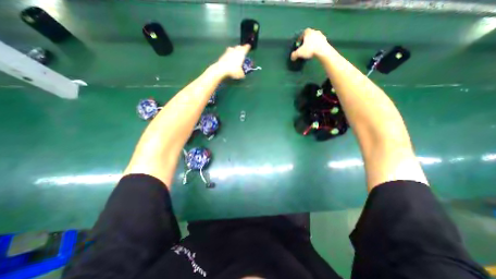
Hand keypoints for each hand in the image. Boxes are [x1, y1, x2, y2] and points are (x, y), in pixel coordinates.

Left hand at [214, 44, 251, 79]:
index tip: (249, 46)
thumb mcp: (240, 74)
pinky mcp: (223, 54)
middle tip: (242, 50)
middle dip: (241, 48)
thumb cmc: (233, 70)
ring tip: (235, 53)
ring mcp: (228, 51)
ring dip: (234, 50)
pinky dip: (229, 54)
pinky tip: (230, 58)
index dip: (248, 47)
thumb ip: (242, 73)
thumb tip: (243, 74)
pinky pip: (228, 53)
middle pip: (239, 46)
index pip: (246, 47)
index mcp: (241, 53)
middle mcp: (235, 50)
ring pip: (233, 48)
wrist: (221, 69)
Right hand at [289, 29, 330, 60]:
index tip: (299, 44)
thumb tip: (292, 57)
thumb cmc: (310, 49)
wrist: (322, 51)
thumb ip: (294, 54)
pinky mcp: (325, 40)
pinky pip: (319, 42)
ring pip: (314, 38)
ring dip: (312, 43)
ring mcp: (321, 35)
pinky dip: (317, 45)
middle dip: (306, 40)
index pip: (303, 33)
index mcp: (308, 32)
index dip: (300, 38)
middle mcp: (315, 31)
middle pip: (309, 35)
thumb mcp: (299, 53)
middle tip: (304, 47)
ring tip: (309, 49)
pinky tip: (315, 51)